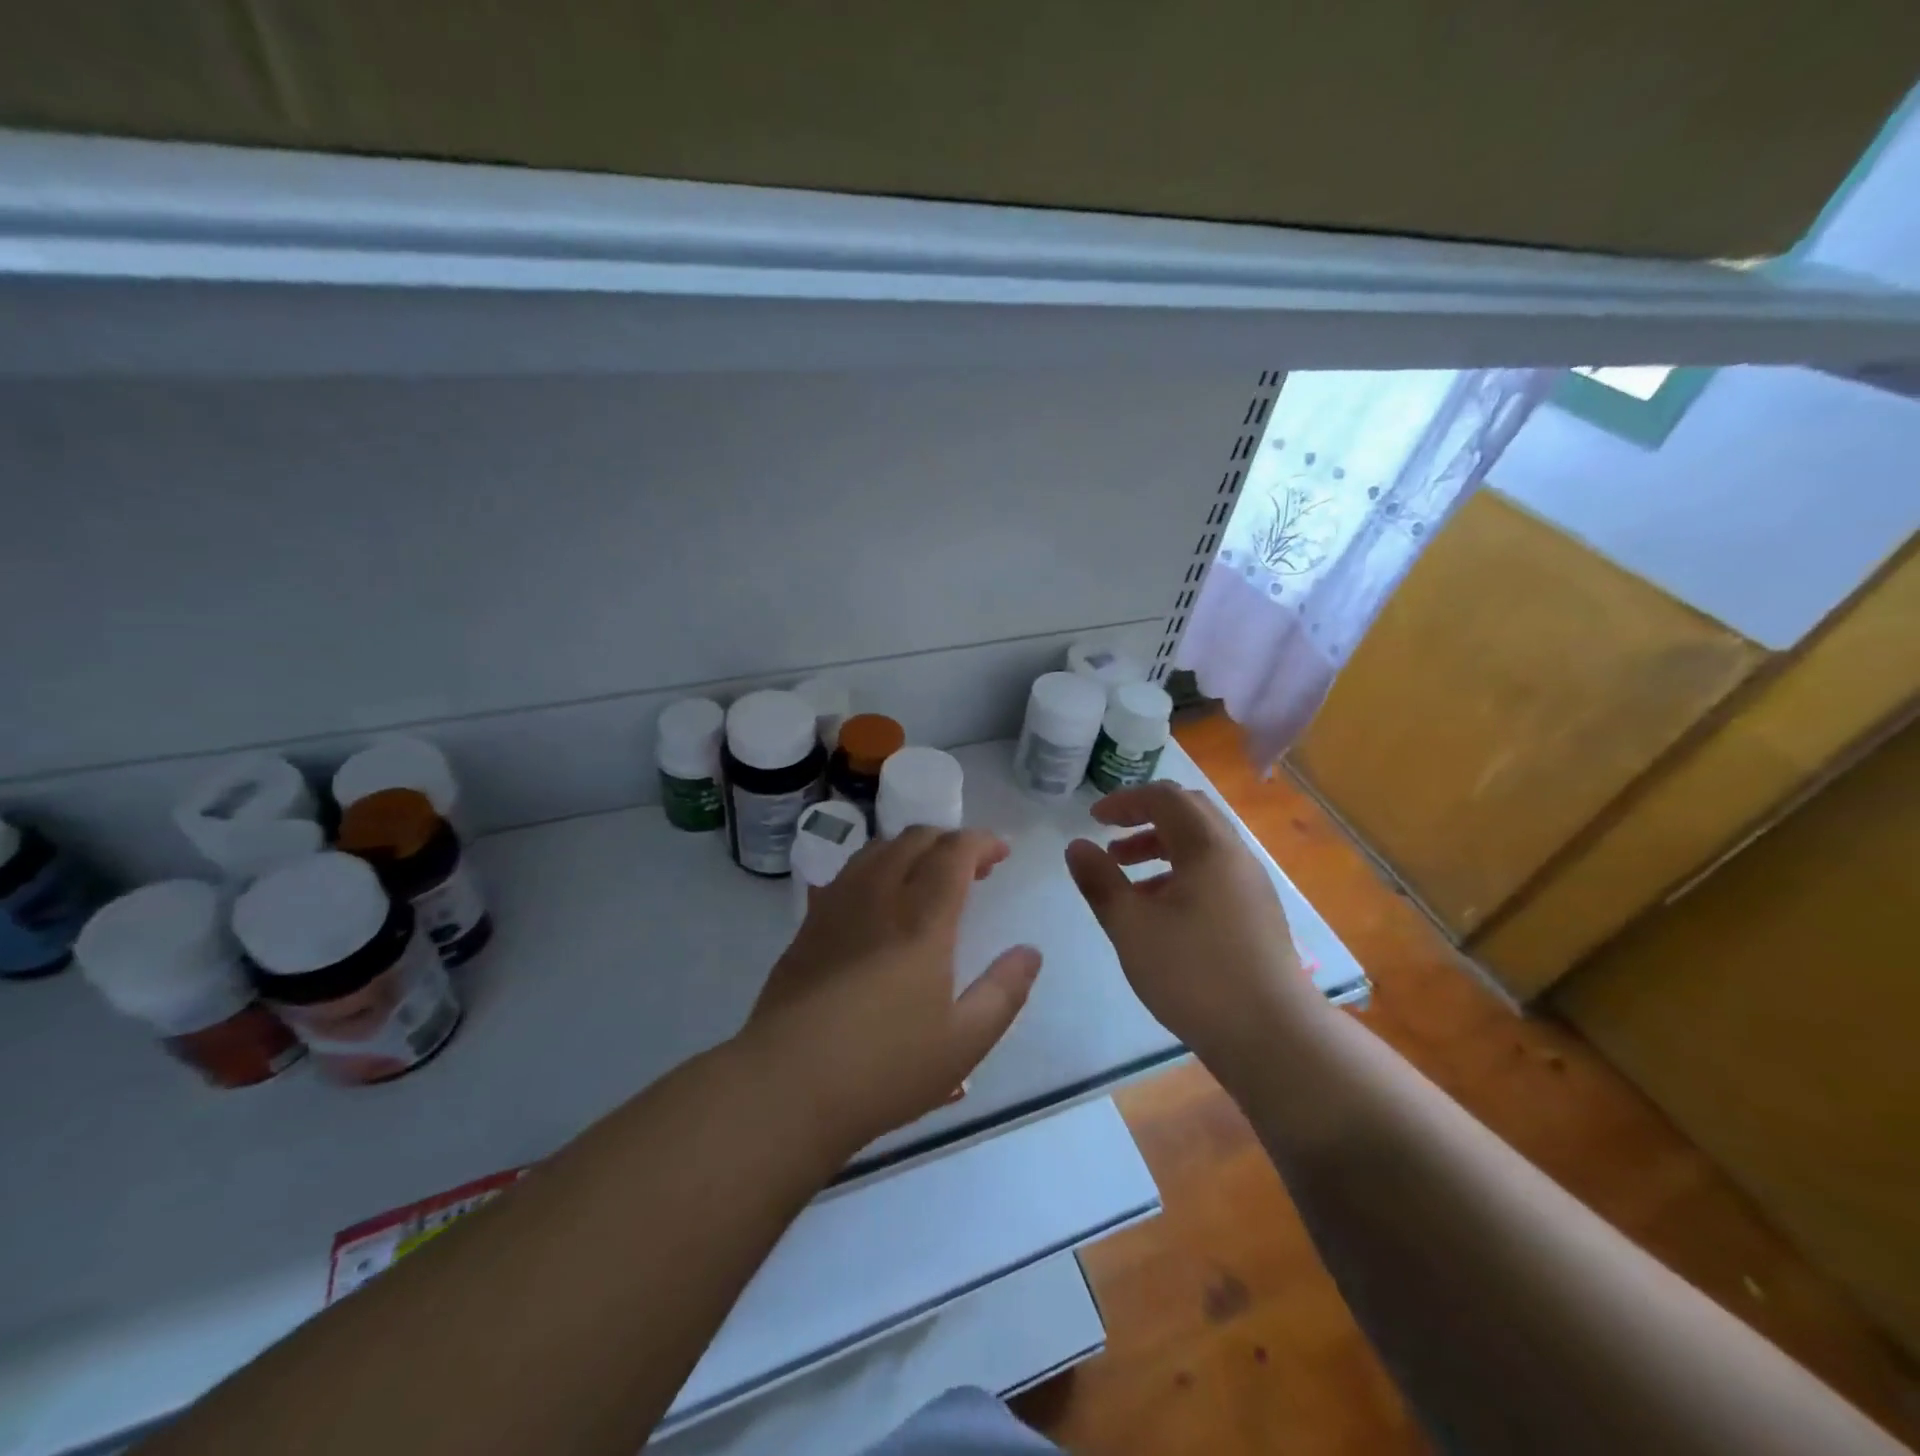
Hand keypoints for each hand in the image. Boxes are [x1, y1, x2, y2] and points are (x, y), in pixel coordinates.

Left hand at [738, 827, 1042, 1159]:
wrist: (787, 1086)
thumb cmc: (884, 1068)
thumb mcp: (964, 1043)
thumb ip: (1004, 992)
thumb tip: (1030, 952)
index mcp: (922, 921)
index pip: (954, 853)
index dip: (981, 842)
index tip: (1001, 852)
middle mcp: (878, 898)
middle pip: (914, 840)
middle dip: (949, 840)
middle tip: (972, 868)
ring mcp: (836, 907)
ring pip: (876, 850)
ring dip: (911, 849)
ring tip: (927, 877)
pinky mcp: (808, 926)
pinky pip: (847, 874)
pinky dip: (875, 868)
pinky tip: (878, 901)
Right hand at [1065, 782, 1313, 1066]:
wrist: (1271, 1035)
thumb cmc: (1193, 974)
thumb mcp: (1131, 927)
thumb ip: (1100, 882)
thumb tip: (1077, 846)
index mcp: (1207, 847)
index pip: (1165, 797)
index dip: (1125, 800)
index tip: (1094, 819)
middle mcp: (1235, 854)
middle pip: (1189, 813)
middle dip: (1145, 818)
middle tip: (1111, 839)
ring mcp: (1250, 884)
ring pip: (1202, 845)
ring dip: (1161, 847)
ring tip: (1126, 875)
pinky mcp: (1256, 913)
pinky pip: (1214, 871)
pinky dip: (1180, 872)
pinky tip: (1159, 909)